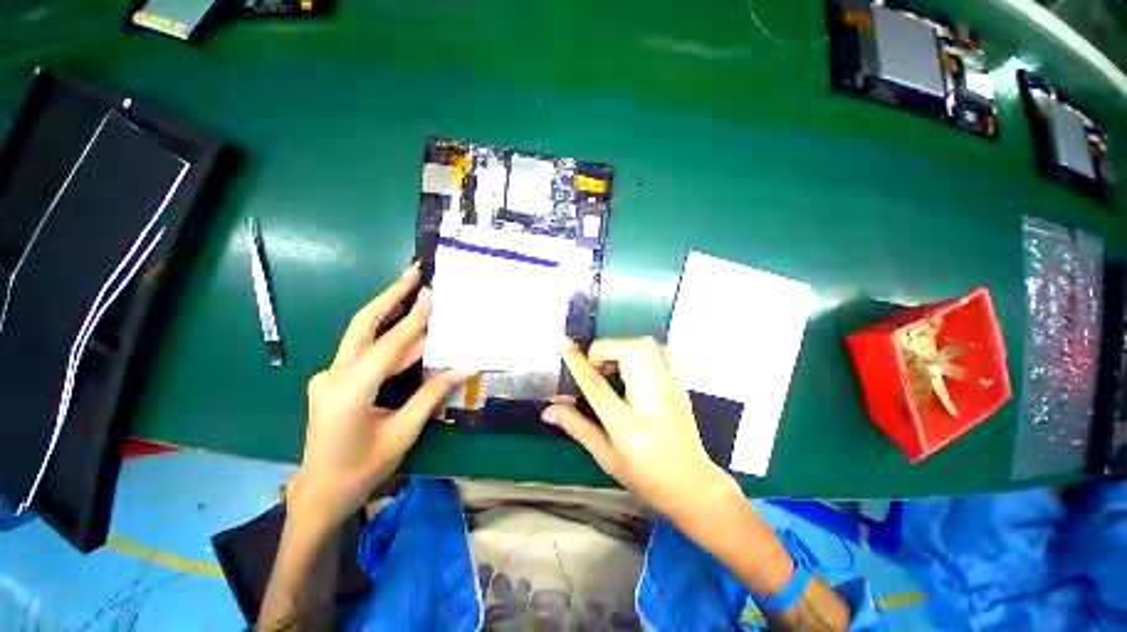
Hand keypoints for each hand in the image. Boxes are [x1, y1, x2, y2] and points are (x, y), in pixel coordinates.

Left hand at [288, 263, 469, 532]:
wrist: (320, 492)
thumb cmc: (363, 468)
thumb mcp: (404, 432)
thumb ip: (432, 394)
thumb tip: (466, 368)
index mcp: (350, 392)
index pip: (389, 345)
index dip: (414, 318)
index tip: (431, 292)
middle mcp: (334, 375)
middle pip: (363, 324)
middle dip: (390, 295)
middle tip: (412, 273)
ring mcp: (329, 376)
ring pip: (364, 336)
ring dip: (392, 315)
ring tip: (416, 295)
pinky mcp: (333, 380)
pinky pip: (365, 353)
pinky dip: (390, 340)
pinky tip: (409, 332)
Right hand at [543, 337, 738, 519]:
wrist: (693, 484)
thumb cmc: (645, 476)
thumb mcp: (606, 457)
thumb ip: (577, 428)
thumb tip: (548, 410)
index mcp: (627, 427)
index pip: (597, 386)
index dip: (578, 362)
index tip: (565, 344)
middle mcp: (651, 401)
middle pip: (629, 352)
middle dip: (605, 349)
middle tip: (597, 367)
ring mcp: (670, 389)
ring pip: (646, 345)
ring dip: (623, 348)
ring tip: (613, 367)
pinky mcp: (680, 384)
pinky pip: (662, 350)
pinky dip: (643, 349)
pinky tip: (635, 365)